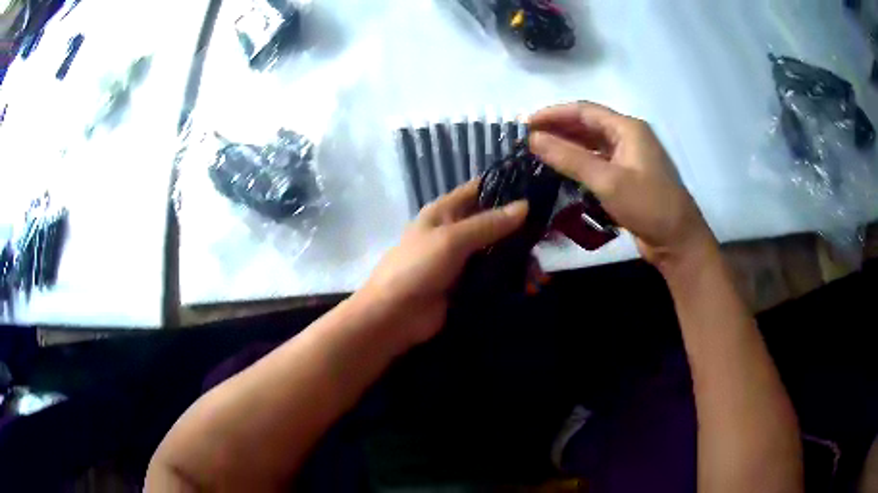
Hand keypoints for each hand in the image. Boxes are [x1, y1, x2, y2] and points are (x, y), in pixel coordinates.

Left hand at [358, 181, 527, 348]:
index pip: (478, 190)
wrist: (394, 315)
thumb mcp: (452, 239)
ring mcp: (460, 258)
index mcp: (444, 211)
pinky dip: (508, 273)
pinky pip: (491, 272)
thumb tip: (525, 205)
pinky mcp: (465, 282)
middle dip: (517, 224)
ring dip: (515, 252)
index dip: (505, 187)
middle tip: (548, 229)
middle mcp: (454, 230)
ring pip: (494, 248)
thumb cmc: (417, 268)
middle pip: (490, 220)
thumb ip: (488, 224)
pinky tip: (529, 276)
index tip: (536, 188)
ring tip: (542, 257)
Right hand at [528, 101, 715, 270]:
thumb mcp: (607, 180)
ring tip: (538, 152)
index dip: (553, 114)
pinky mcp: (628, 178)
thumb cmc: (648, 205)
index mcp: (627, 128)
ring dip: (567, 146)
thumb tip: (532, 139)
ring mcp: (629, 158)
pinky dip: (579, 163)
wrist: (677, 241)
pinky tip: (561, 169)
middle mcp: (628, 137)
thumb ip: (569, 158)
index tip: (525, 123)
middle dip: (558, 129)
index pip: (584, 111)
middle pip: (588, 125)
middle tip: (527, 139)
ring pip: (592, 145)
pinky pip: (598, 163)